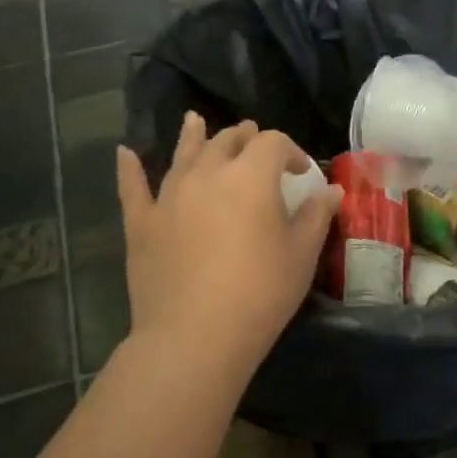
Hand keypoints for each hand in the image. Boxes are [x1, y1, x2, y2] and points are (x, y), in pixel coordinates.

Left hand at [116, 113, 341, 379]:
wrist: (195, 336)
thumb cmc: (260, 294)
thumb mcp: (301, 256)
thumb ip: (316, 217)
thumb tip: (330, 191)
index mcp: (251, 177)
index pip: (273, 143)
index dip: (291, 151)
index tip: (302, 173)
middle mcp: (206, 174)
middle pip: (227, 141)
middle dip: (246, 138)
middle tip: (255, 144)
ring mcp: (168, 196)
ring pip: (183, 154)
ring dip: (194, 136)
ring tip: (195, 121)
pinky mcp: (141, 223)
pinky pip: (133, 187)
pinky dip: (130, 168)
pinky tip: (125, 154)